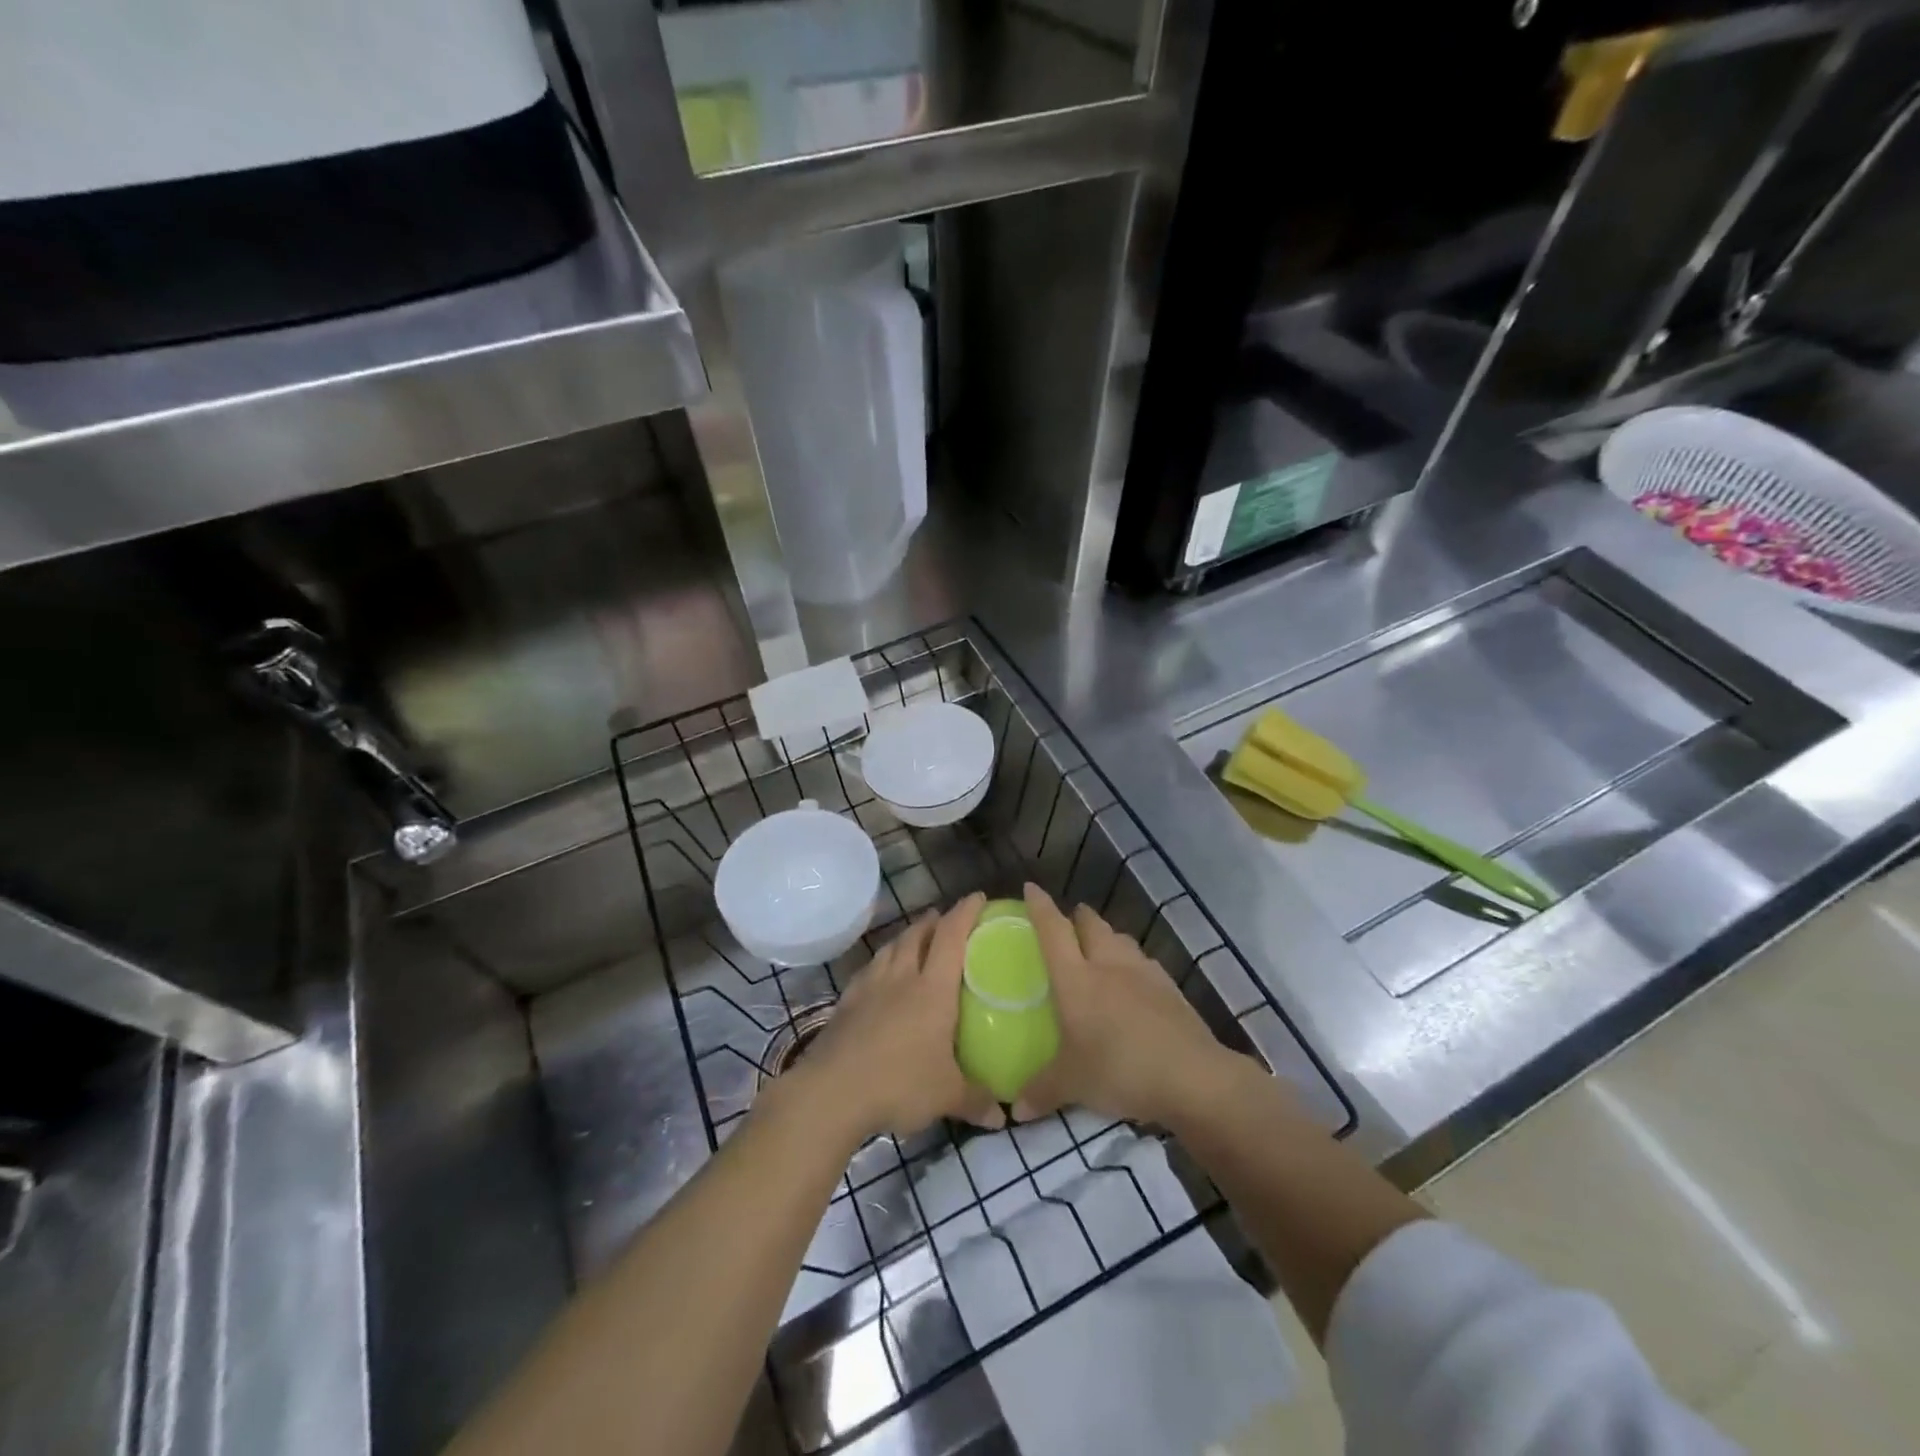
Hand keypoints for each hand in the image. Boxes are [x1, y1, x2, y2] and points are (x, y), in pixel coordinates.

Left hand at [784, 893, 1004, 1142]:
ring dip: (905, 937)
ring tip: (913, 938)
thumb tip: (1004, 1117)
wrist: (832, 1092)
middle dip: (933, 921)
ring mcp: (869, 987)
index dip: (965, 913)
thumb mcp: (946, 1096)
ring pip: (890, 948)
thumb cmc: (899, 1084)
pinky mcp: (846, 1002)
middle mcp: (901, 977)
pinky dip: (880, 962)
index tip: (977, 898)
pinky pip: (868, 970)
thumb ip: (977, 1101)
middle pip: (917, 935)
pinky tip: (879, 974)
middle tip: (944, 918)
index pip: (951, 936)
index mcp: (932, 989)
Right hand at [1014, 883, 1241, 1126]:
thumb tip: (1014, 1109)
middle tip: (1068, 922)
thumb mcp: (1072, 1085)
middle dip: (1078, 917)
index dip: (1040, 907)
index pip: (1053, 931)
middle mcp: (1108, 965)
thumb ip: (1041, 1091)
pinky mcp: (1171, 988)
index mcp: (1077, 979)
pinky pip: (1144, 963)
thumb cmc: (1120, 1069)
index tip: (1031, 888)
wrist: (1192, 1077)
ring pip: (1121, 939)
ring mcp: (1144, 973)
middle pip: (1091, 925)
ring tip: (1100, 950)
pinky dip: (1133, 964)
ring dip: (1107, 937)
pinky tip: (1134, 984)